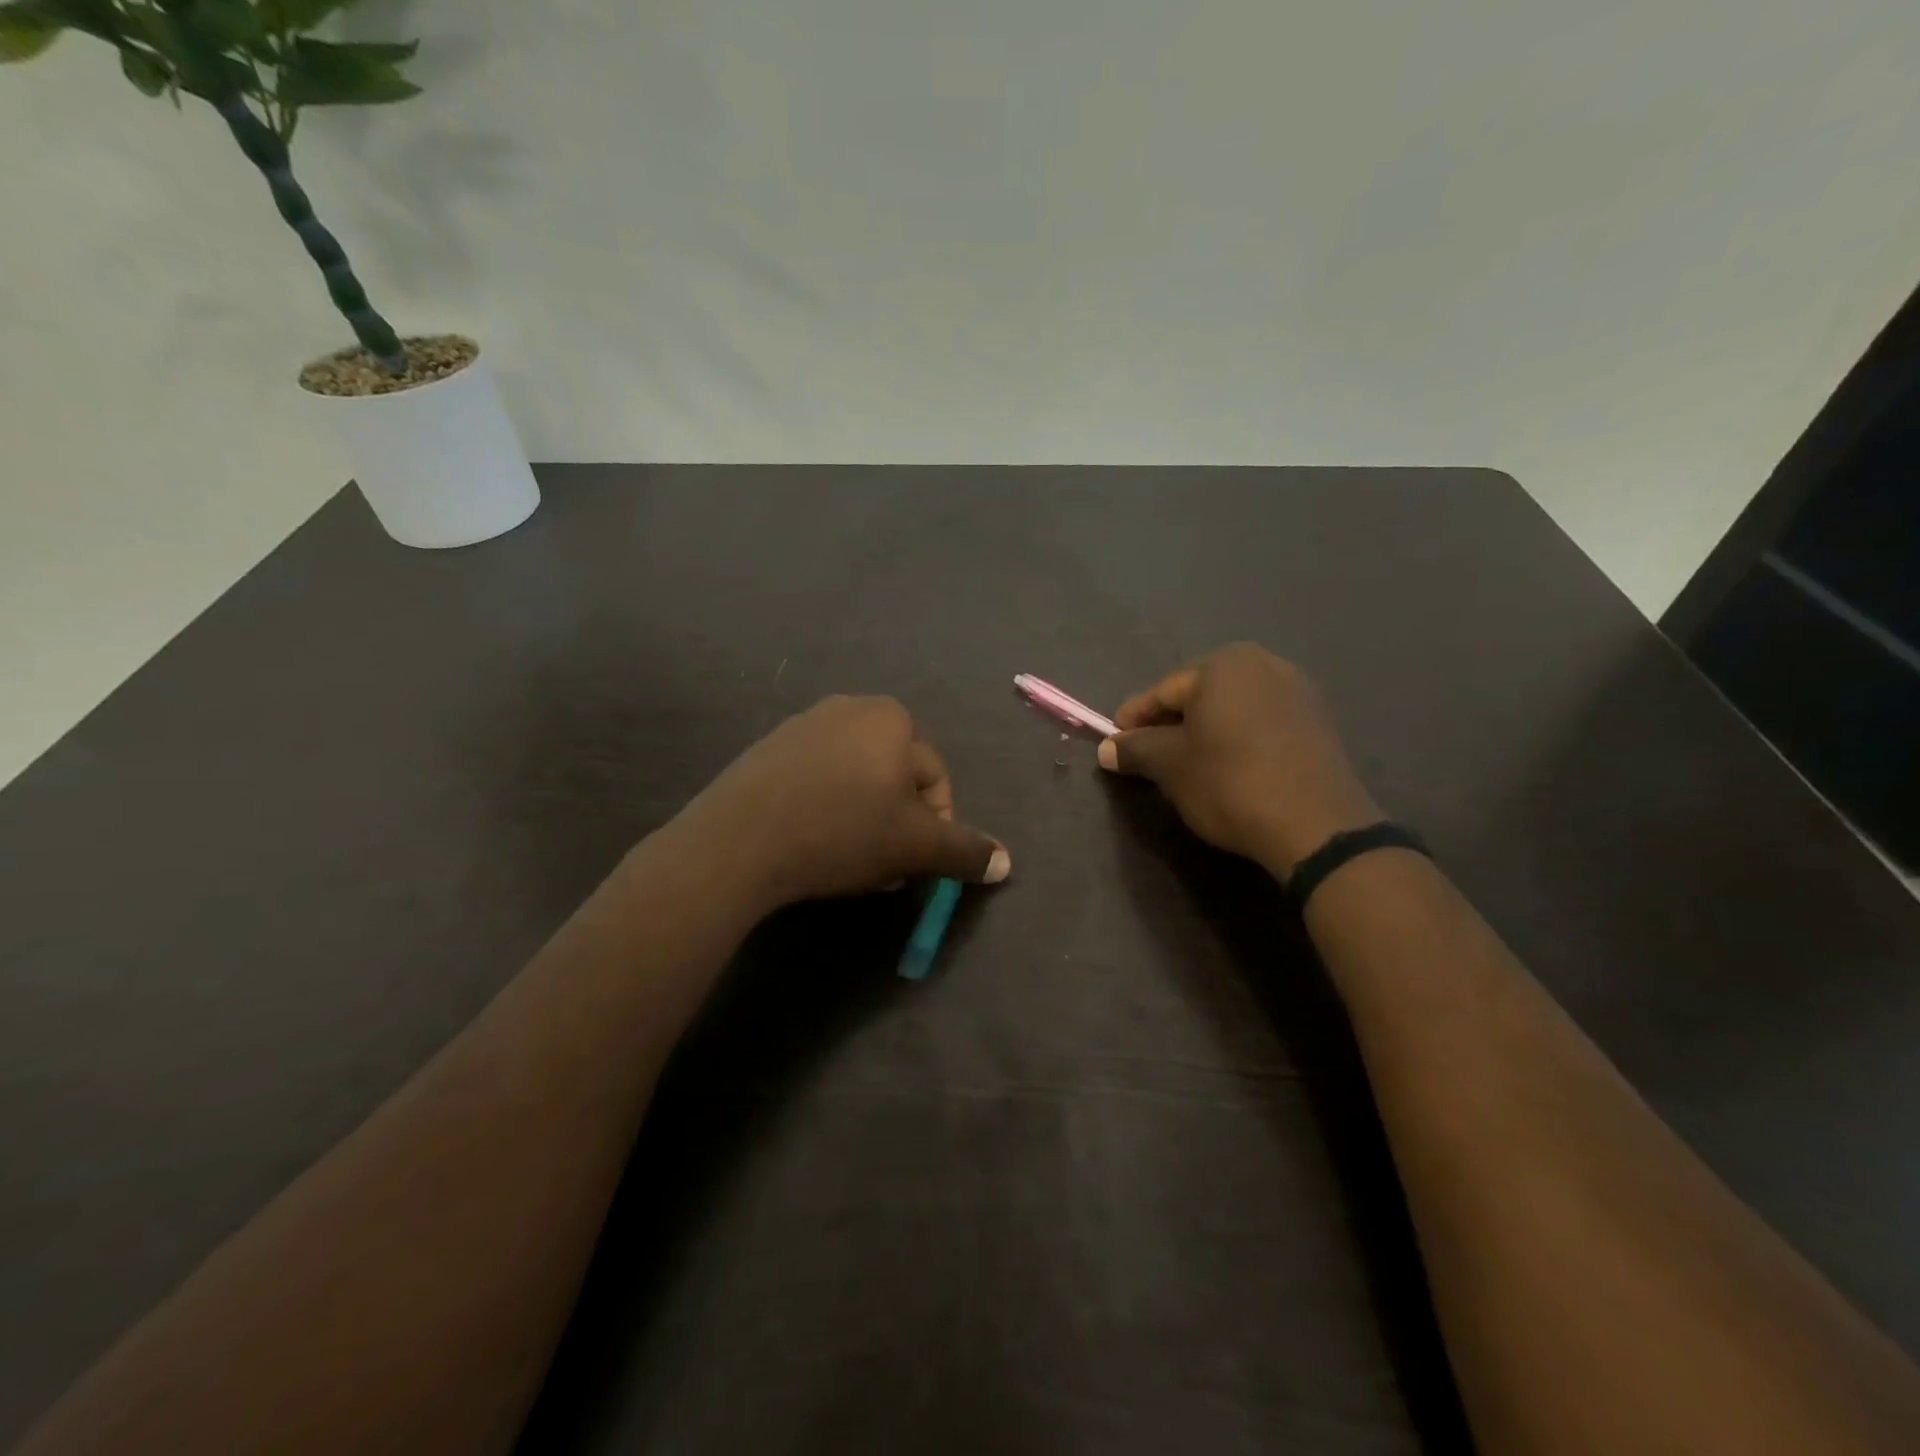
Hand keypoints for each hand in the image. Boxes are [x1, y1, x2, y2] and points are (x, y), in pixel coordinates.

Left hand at [678, 696, 1009, 911]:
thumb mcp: (916, 846)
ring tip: (846, 860)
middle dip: (897, 825)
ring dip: (864, 820)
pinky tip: (810, 843)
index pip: (936, 780)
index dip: (934, 829)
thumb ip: (965, 850)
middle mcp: (850, 708)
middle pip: (895, 778)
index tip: (911, 865)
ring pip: (856, 781)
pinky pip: (816, 780)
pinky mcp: (767, 750)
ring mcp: (803, 725)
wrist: (739, 841)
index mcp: (893, 718)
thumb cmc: (842, 832)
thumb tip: (1005, 863)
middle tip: (882, 867)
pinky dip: (825, 809)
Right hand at [1098, 643, 1381, 873]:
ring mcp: (1296, 690)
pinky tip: (1228, 765)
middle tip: (1148, 755)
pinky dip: (1237, 737)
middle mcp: (1263, 664)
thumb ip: (1134, 749)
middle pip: (1199, 695)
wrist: (1316, 826)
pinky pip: (1261, 721)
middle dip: (1170, 723)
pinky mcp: (1317, 721)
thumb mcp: (1169, 766)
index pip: (1162, 692)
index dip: (1133, 719)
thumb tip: (1107, 749)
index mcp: (1222, 665)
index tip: (1114, 743)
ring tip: (1186, 764)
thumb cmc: (1229, 782)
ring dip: (1205, 731)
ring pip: (1231, 708)